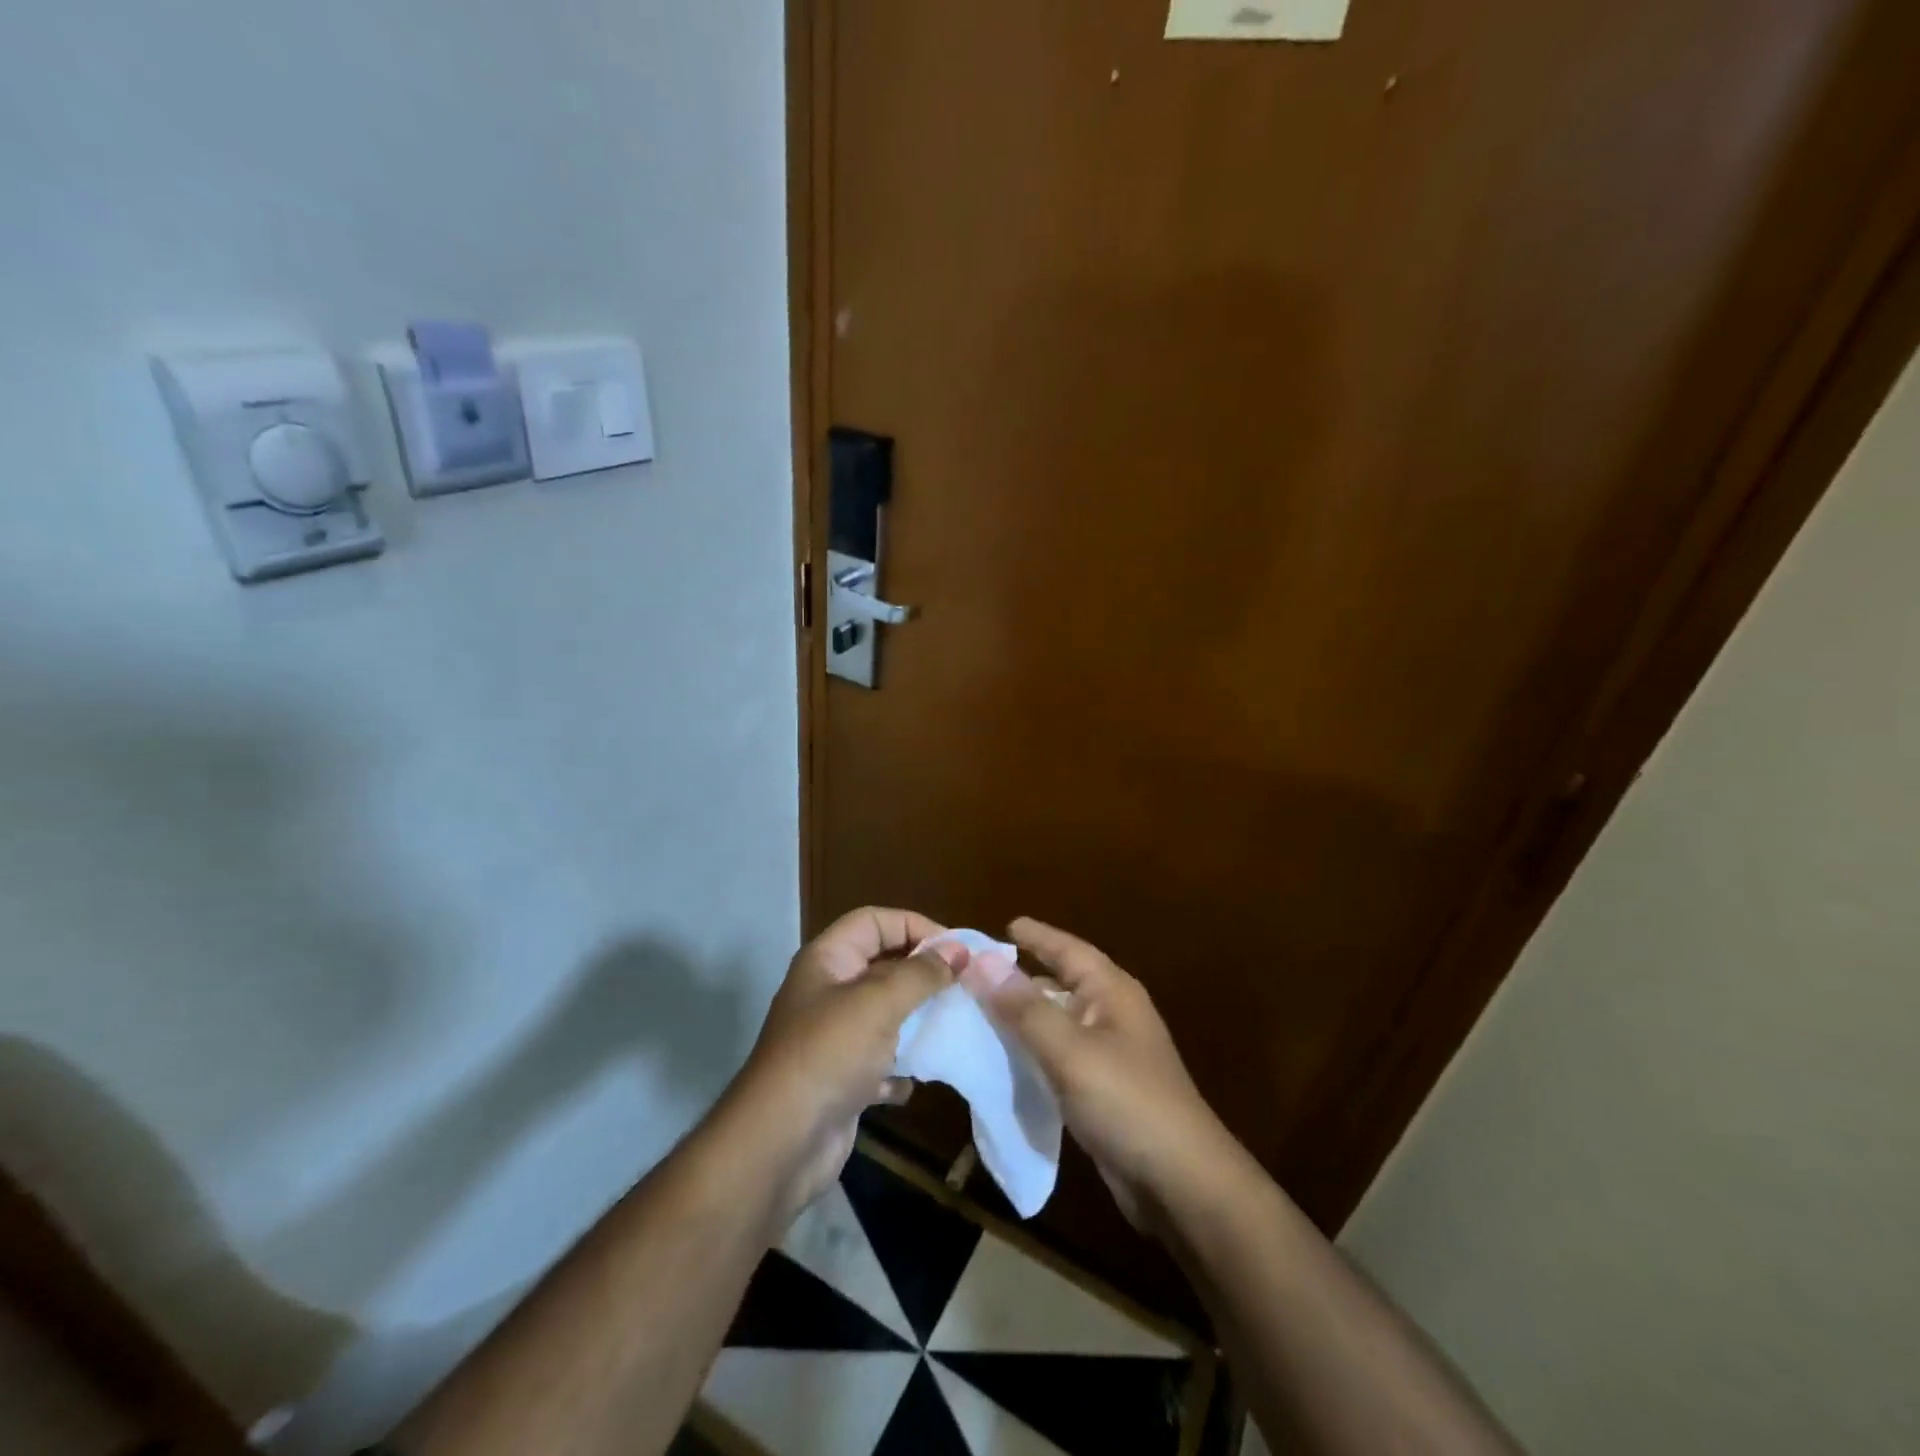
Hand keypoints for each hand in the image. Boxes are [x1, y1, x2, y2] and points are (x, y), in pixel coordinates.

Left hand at [730, 908, 964, 1220]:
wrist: (780, 1144)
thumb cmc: (830, 1054)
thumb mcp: (879, 1002)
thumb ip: (922, 973)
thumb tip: (959, 950)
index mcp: (828, 960)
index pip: (874, 921)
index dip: (914, 925)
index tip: (956, 949)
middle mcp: (827, 992)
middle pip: (882, 967)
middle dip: (921, 975)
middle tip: (964, 986)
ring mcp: (832, 1038)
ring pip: (883, 1016)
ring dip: (914, 1023)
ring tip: (951, 1028)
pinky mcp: (839, 1081)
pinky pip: (878, 1064)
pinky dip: (897, 1070)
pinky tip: (911, 1082)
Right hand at [963, 918, 1232, 1231]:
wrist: (1180, 1184)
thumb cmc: (1128, 1102)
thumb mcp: (1071, 1051)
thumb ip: (1024, 1007)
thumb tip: (981, 961)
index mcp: (1112, 993)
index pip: (1069, 950)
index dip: (1037, 936)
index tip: (1004, 924)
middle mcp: (1112, 1015)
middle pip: (1060, 984)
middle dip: (1020, 977)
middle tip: (975, 972)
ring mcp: (1109, 1054)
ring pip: (1056, 1022)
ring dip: (1021, 1016)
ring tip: (977, 1011)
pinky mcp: (1101, 1090)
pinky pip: (1057, 1056)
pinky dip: (1030, 1051)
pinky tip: (1003, 1058)